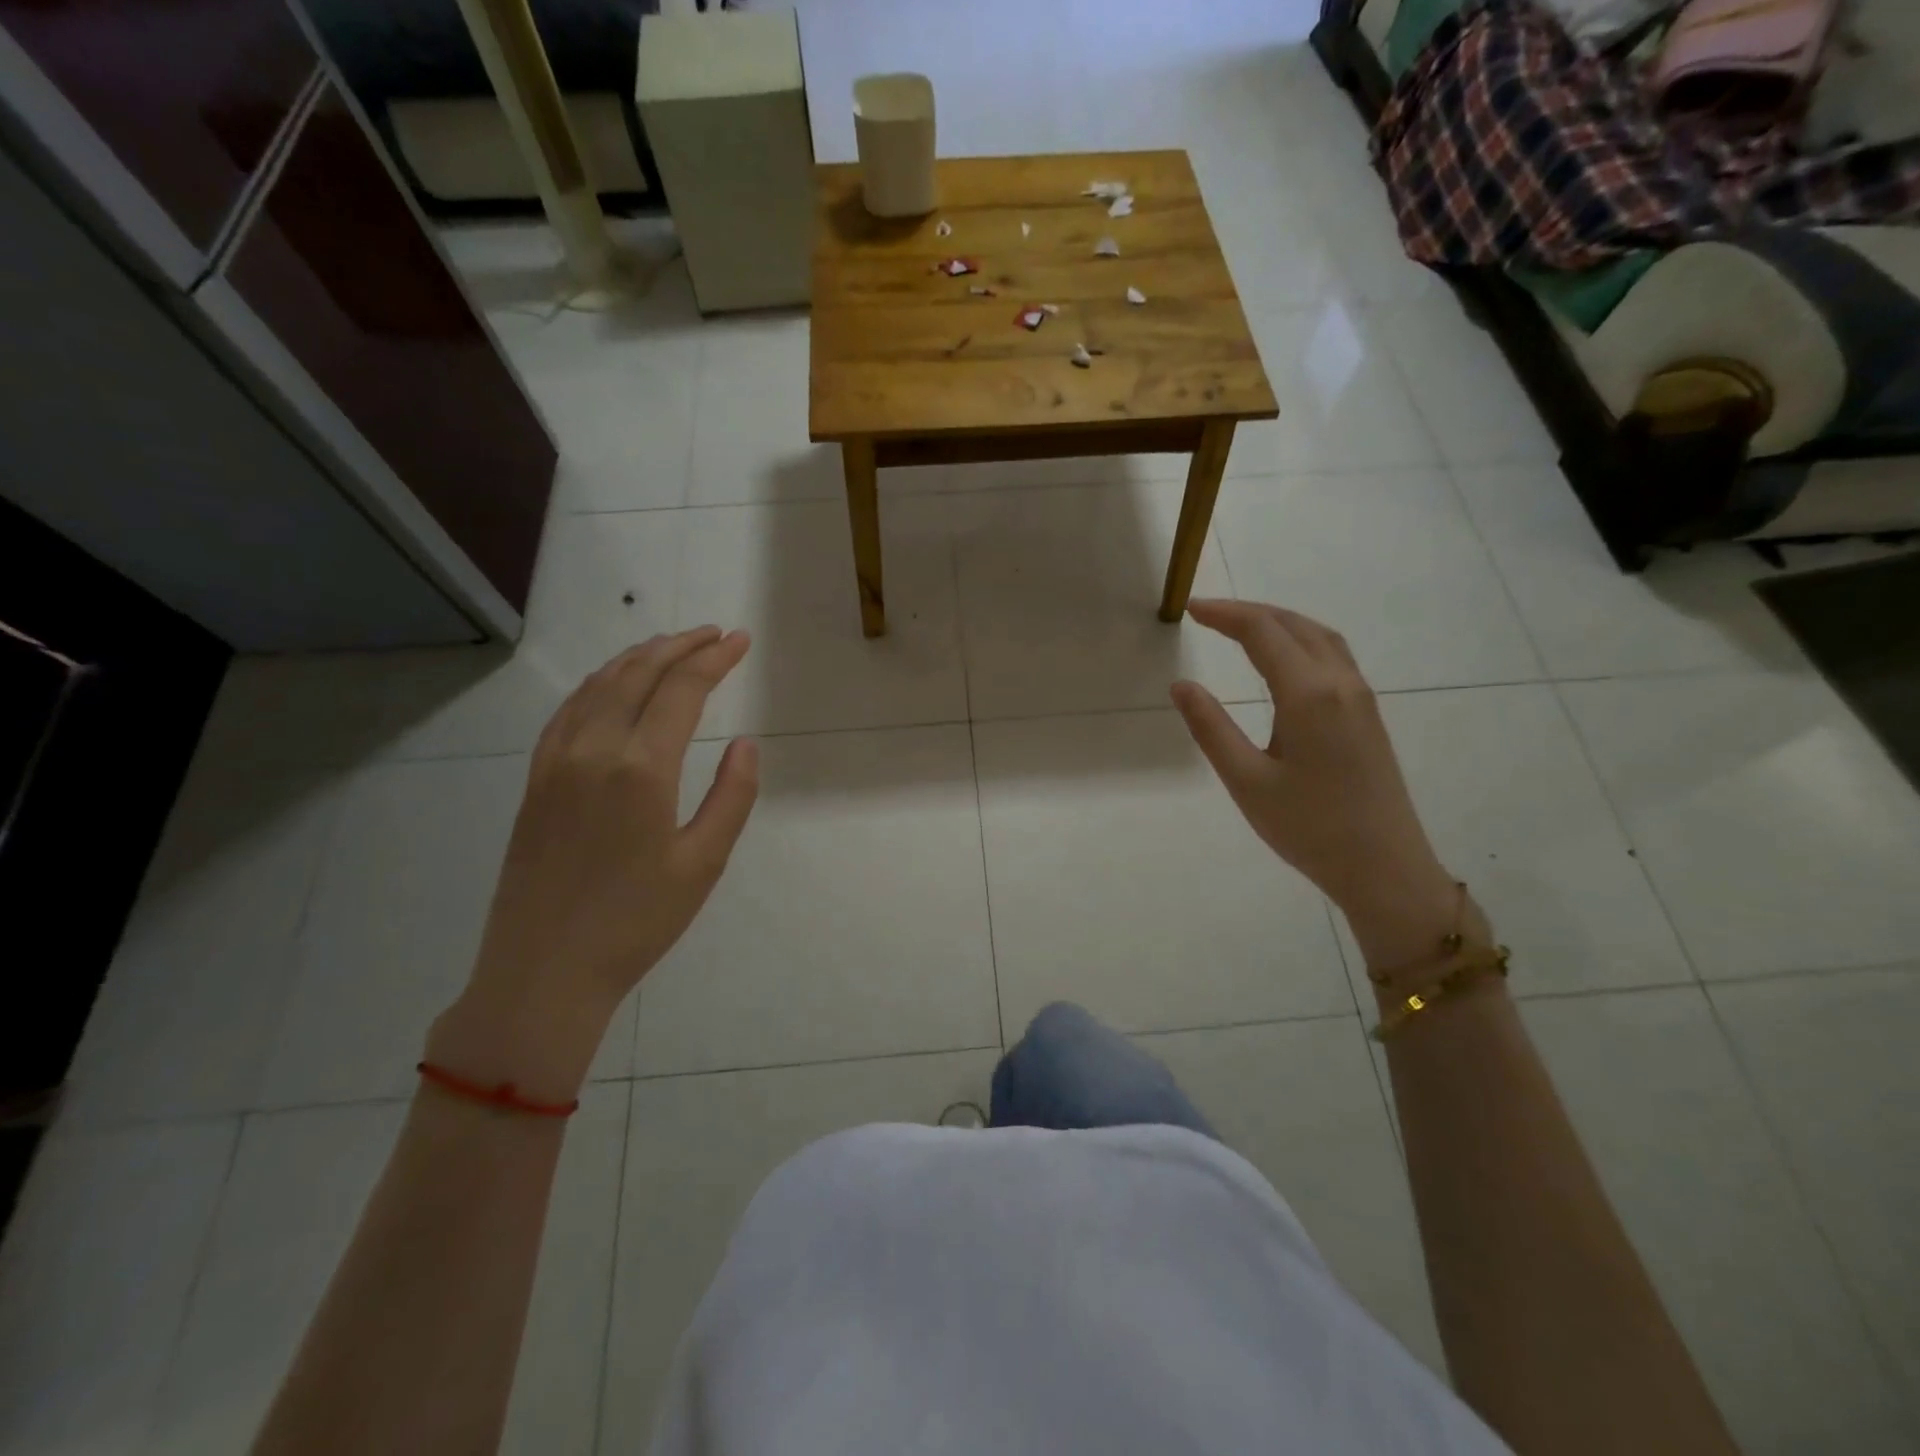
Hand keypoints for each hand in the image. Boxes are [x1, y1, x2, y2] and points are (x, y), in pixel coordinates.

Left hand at [428, 627, 758, 1097]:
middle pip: (638, 673)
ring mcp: (556, 761)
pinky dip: (599, 683)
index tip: (740, 640)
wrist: (543, 971)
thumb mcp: (703, 864)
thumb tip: (744, 744)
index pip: (682, 689)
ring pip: (599, 684)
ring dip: (639, 657)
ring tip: (672, 646)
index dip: (714, 658)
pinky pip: (568, 710)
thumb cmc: (636, 922)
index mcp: (641, 768)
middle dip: (680, 646)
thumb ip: (732, 796)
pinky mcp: (536, 779)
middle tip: (714, 633)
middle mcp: (594, 749)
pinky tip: (614, 684)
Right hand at [1170, 600, 1451, 928]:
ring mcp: (1361, 698)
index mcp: (1308, 695)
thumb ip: (1211, 728)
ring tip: (1242, 626)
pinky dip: (1302, 640)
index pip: (1262, 633)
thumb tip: (1181, 686)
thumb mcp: (1246, 781)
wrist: (1384, 867)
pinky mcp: (1368, 715)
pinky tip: (1285, 658)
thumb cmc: (1309, 827)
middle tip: (1208, 614)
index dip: (1224, 615)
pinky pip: (1334, 656)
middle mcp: (1340, 683)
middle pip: (1294, 625)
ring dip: (1280, 622)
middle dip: (1250, 612)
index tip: (1189, 610)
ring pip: (1320, 637)